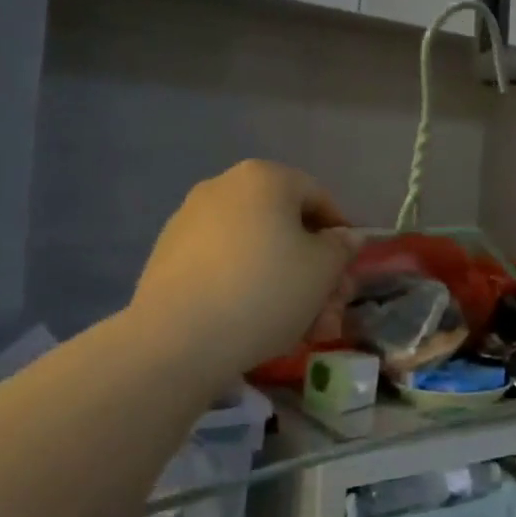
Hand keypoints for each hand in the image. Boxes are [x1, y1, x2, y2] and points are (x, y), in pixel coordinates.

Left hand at [129, 161, 357, 373]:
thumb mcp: (323, 270)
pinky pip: (224, 266)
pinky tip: (258, 324)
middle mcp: (224, 187)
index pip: (319, 198)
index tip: (348, 271)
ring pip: (256, 250)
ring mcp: (190, 221)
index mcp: (265, 178)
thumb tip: (343, 237)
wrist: (178, 338)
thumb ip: (341, 248)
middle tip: (328, 310)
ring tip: (298, 329)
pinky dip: (246, 287)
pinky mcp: (167, 257)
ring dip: (284, 284)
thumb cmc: (266, 290)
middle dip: (313, 270)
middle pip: (286, 227)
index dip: (341, 235)